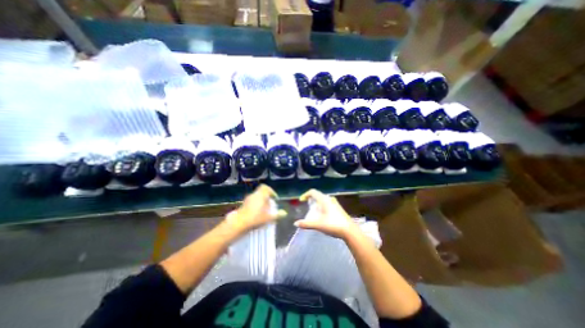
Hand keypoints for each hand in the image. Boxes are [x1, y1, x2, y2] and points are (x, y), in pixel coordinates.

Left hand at [224, 185, 286, 232]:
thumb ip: (277, 215)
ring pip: (256, 197)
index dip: (271, 191)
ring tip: (265, 210)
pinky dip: (256, 205)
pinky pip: (252, 202)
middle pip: (261, 192)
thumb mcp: (268, 217)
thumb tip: (285, 213)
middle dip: (267, 197)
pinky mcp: (243, 205)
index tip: (275, 198)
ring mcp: (247, 199)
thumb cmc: (256, 218)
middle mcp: (254, 195)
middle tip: (271, 204)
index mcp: (260, 195)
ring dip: (261, 201)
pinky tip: (257, 213)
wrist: (239, 223)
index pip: (266, 187)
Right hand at [296, 188, 358, 239]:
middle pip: (317, 195)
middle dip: (310, 200)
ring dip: (316, 203)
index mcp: (324, 200)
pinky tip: (322, 215)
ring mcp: (335, 203)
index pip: (313, 192)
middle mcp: (329, 199)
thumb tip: (295, 223)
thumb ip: (306, 223)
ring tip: (313, 212)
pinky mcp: (338, 208)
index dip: (305, 194)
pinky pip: (326, 203)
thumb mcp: (318, 224)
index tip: (301, 201)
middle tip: (306, 206)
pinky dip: (321, 206)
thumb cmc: (333, 225)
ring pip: (322, 200)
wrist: (350, 231)